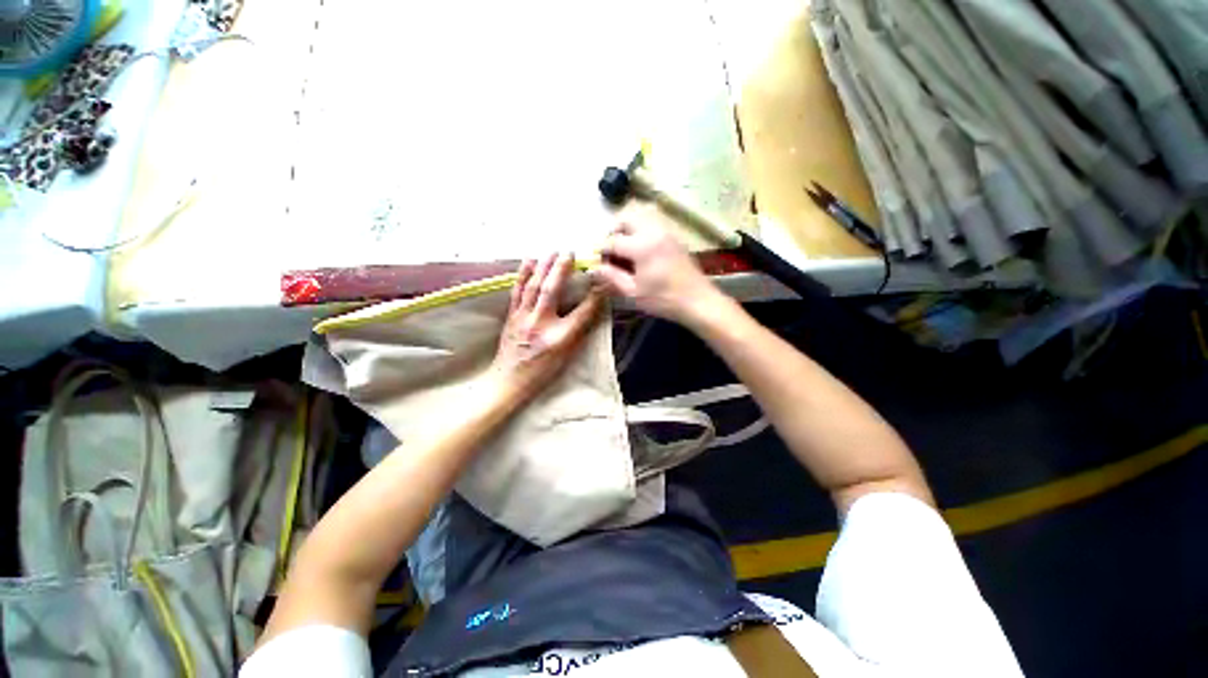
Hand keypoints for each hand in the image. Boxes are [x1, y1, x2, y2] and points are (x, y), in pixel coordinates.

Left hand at [491, 253, 605, 399]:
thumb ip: (578, 332)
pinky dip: (523, 275)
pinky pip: (518, 291)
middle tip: (570, 252)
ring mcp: (523, 318)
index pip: (582, 311)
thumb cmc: (542, 372)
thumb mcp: (567, 356)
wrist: (509, 381)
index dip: (595, 295)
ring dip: (544, 266)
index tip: (603, 281)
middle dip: (562, 269)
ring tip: (552, 251)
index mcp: (559, 337)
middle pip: (553, 290)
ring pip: (534, 287)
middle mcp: (540, 324)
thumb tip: (590, 310)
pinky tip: (528, 261)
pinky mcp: (511, 316)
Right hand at [594, 208, 728, 325]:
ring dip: (628, 228)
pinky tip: (641, 251)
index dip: (601, 250)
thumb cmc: (664, 299)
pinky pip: (654, 223)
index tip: (596, 261)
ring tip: (625, 249)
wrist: (698, 300)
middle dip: (614, 231)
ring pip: (641, 216)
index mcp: (641, 245)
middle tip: (611, 250)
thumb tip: (594, 268)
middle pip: (626, 218)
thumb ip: (612, 277)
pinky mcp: (675, 237)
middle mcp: (653, 231)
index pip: (613, 241)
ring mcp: (666, 231)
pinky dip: (642, 230)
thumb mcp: (633, 292)